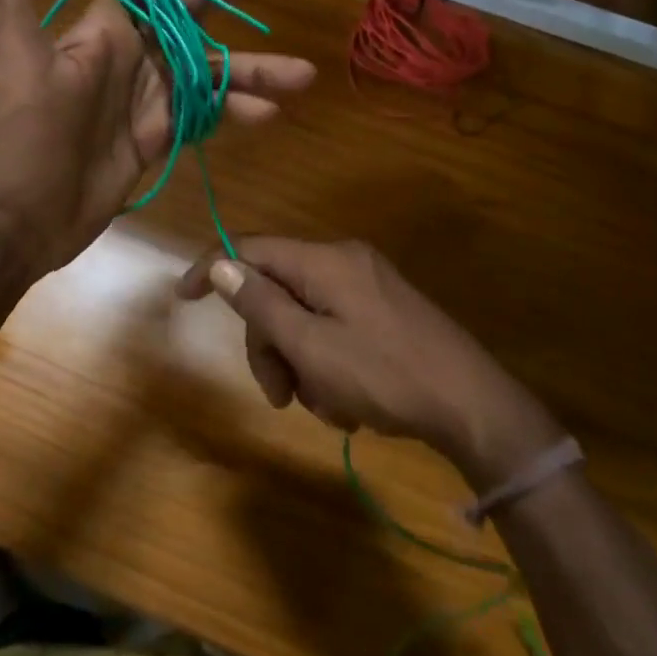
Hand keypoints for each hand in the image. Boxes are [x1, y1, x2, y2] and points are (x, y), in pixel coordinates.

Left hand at [0, 0, 315, 276]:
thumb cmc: (21, 138)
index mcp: (98, 39)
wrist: (22, 219)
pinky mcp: (155, 141)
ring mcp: (143, 105)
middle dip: (217, 14)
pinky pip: (202, 118)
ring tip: (301, 75)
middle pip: (182, 32)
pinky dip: (233, 114)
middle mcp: (125, 65)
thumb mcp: (15, 62)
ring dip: (248, 74)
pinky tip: (268, 115)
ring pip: (204, 78)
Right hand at [176, 238, 562, 483]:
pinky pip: (333, 326)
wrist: (474, 405)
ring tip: (324, 407)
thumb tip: (221, 264)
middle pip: (277, 289)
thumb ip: (262, 304)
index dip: (212, 268)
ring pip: (304, 314)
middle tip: (280, 395)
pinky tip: (346, 402)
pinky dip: (326, 362)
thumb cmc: (385, 375)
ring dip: (299, 361)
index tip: (183, 298)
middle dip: (269, 342)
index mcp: (325, 260)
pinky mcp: (384, 309)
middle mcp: (345, 261)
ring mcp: (368, 284)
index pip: (251, 248)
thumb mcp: (312, 347)